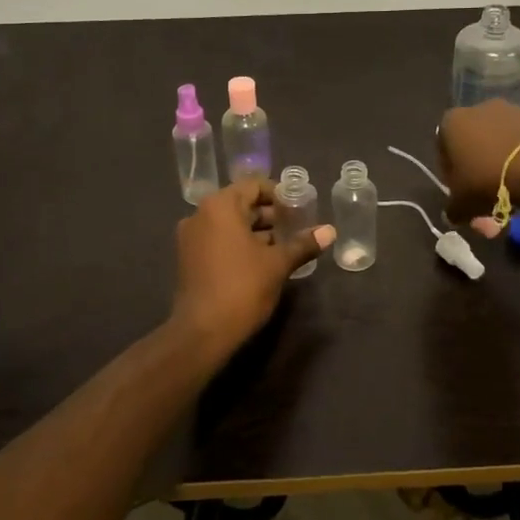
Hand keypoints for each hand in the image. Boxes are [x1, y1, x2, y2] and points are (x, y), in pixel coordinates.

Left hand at [170, 180, 333, 353]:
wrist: (202, 333)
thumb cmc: (242, 288)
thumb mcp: (278, 264)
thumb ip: (303, 244)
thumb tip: (330, 231)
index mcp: (220, 207)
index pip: (254, 186)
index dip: (279, 194)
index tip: (300, 209)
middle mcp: (200, 215)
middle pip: (241, 204)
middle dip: (270, 215)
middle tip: (297, 227)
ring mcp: (191, 238)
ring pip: (230, 224)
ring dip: (257, 231)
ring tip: (285, 245)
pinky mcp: (189, 259)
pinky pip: (219, 240)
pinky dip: (240, 244)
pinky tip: (264, 261)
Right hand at [437, 101, 519, 222]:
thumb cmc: (489, 180)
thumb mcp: (462, 204)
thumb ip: (453, 209)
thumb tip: (453, 215)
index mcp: (453, 122)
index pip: (444, 151)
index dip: (452, 176)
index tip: (462, 194)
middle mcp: (479, 109)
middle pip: (474, 146)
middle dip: (479, 173)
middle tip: (488, 200)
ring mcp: (513, 110)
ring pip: (501, 144)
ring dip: (503, 165)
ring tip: (514, 194)